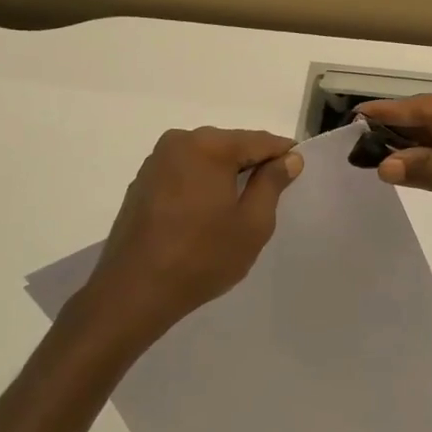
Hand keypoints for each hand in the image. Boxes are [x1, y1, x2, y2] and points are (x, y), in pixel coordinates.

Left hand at [80, 127, 303, 341]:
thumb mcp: (252, 224)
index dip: (283, 154)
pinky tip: (205, 215)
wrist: (134, 291)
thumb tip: (289, 158)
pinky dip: (200, 185)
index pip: (259, 141)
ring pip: (205, 158)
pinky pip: (184, 172)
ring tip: (237, 209)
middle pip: (230, 145)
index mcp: (210, 145)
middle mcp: (180, 141)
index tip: (298, 170)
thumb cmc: (202, 257)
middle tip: (270, 196)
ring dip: (224, 176)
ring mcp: (156, 160)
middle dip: (252, 165)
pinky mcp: (142, 181)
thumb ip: (272, 184)